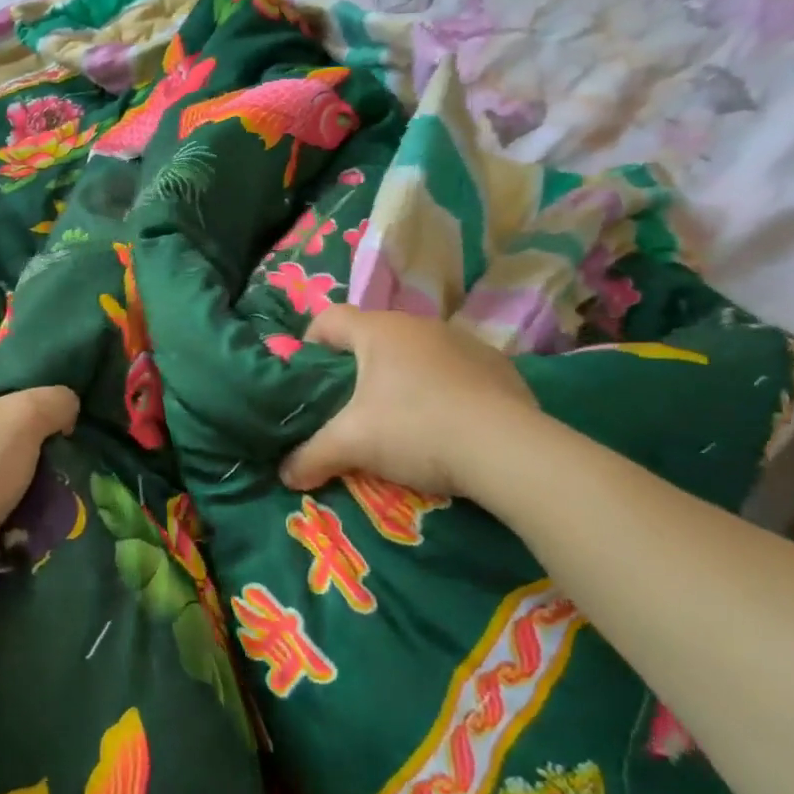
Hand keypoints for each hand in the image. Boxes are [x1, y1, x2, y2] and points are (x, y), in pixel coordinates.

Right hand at [279, 305, 539, 498]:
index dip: (310, 344)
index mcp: (379, 330)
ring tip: (399, 421)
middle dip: (356, 369)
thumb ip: (312, 456)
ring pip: (415, 353)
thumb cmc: (415, 429)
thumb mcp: (352, 445)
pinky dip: (440, 390)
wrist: (507, 449)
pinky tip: (445, 425)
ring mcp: (463, 341)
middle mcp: (419, 325)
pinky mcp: (496, 366)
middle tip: (349, 408)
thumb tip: (286, 474)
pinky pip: (453, 370)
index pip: (330, 318)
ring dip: (400, 378)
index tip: (308, 379)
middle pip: (372, 337)